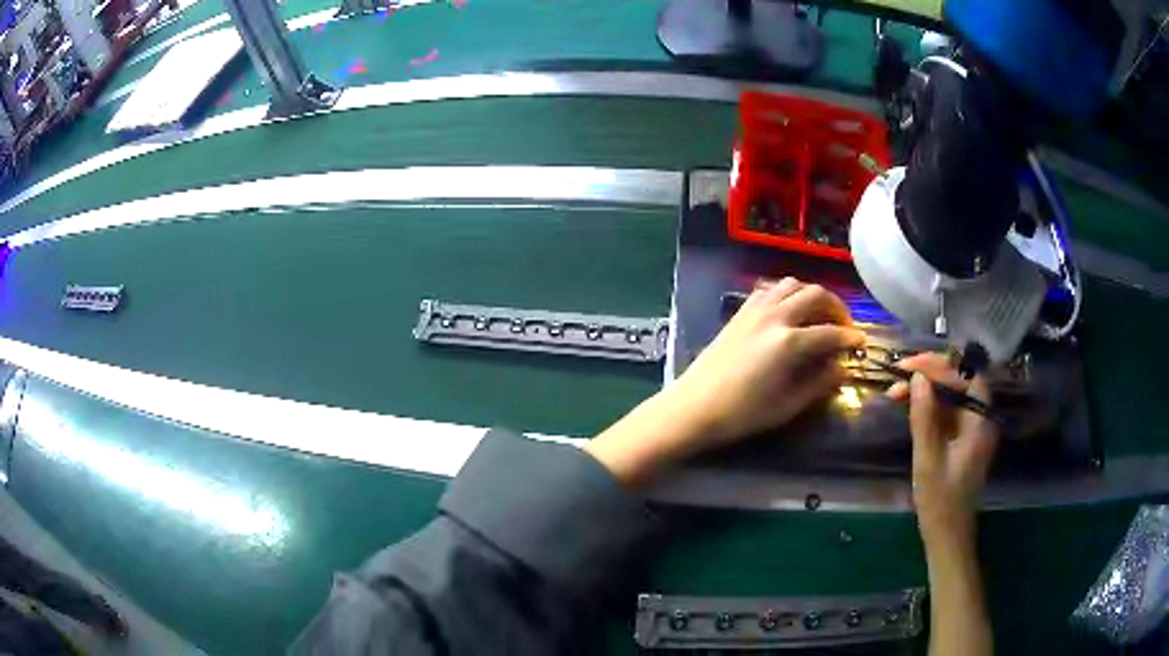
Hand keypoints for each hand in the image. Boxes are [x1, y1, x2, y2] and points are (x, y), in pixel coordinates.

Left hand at [586, 278, 864, 483]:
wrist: (693, 407)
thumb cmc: (742, 414)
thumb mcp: (787, 405)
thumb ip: (819, 383)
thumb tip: (841, 367)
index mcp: (789, 342)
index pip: (831, 332)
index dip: (850, 337)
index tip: (861, 343)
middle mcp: (775, 316)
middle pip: (816, 295)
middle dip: (836, 307)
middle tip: (844, 326)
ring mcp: (755, 310)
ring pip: (793, 284)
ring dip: (812, 294)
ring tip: (819, 314)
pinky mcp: (740, 312)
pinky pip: (770, 289)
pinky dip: (787, 293)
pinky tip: (790, 311)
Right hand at [890, 354, 996, 655]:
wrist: (948, 537)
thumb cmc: (940, 502)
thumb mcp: (928, 460)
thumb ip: (924, 418)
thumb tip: (918, 379)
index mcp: (980, 423)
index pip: (965, 377)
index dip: (938, 367)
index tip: (909, 367)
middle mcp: (981, 420)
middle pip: (960, 382)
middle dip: (931, 375)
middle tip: (900, 378)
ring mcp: (973, 430)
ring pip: (953, 396)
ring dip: (928, 390)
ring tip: (898, 393)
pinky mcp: (964, 440)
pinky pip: (949, 412)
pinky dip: (930, 406)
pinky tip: (911, 408)